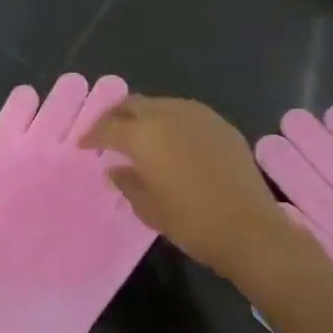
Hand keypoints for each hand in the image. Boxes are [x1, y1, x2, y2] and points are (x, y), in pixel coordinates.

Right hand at [80, 96, 293, 282]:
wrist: (249, 228)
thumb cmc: (190, 222)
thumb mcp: (148, 208)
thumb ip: (127, 182)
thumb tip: (116, 169)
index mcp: (143, 135)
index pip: (108, 127)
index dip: (92, 135)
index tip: (84, 146)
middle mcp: (168, 114)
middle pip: (133, 104)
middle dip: (116, 117)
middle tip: (107, 134)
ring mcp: (198, 115)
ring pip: (161, 104)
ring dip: (145, 116)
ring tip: (140, 136)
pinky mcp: (221, 124)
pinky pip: (186, 113)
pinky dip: (171, 122)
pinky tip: (172, 141)